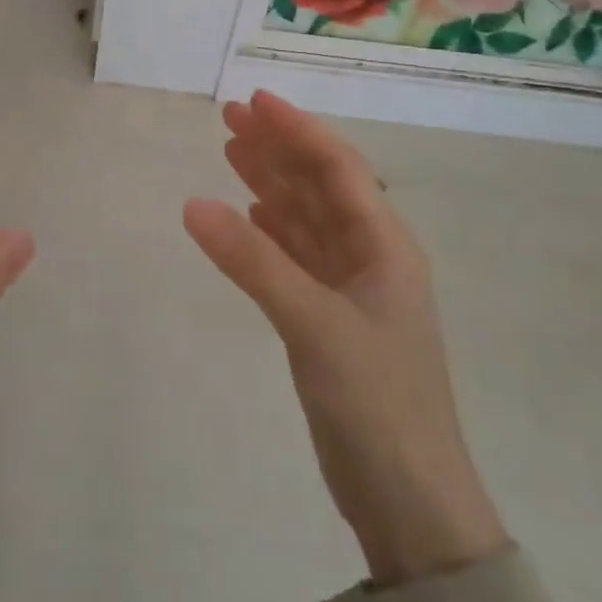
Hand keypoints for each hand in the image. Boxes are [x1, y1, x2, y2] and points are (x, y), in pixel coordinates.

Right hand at [183, 91, 506, 586]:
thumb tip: (192, 202)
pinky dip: (268, 230)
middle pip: (319, 186)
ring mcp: (349, 290)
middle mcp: (370, 258)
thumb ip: (252, 262)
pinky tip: (246, 216)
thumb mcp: (314, 324)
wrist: (409, 501)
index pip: (339, 168)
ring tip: (229, 151)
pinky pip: (295, 256)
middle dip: (278, 149)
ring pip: (304, 219)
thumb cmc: (377, 402)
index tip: (255, 101)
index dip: (298, 130)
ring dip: (270, 184)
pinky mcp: (329, 319)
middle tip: (228, 118)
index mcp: (386, 247)